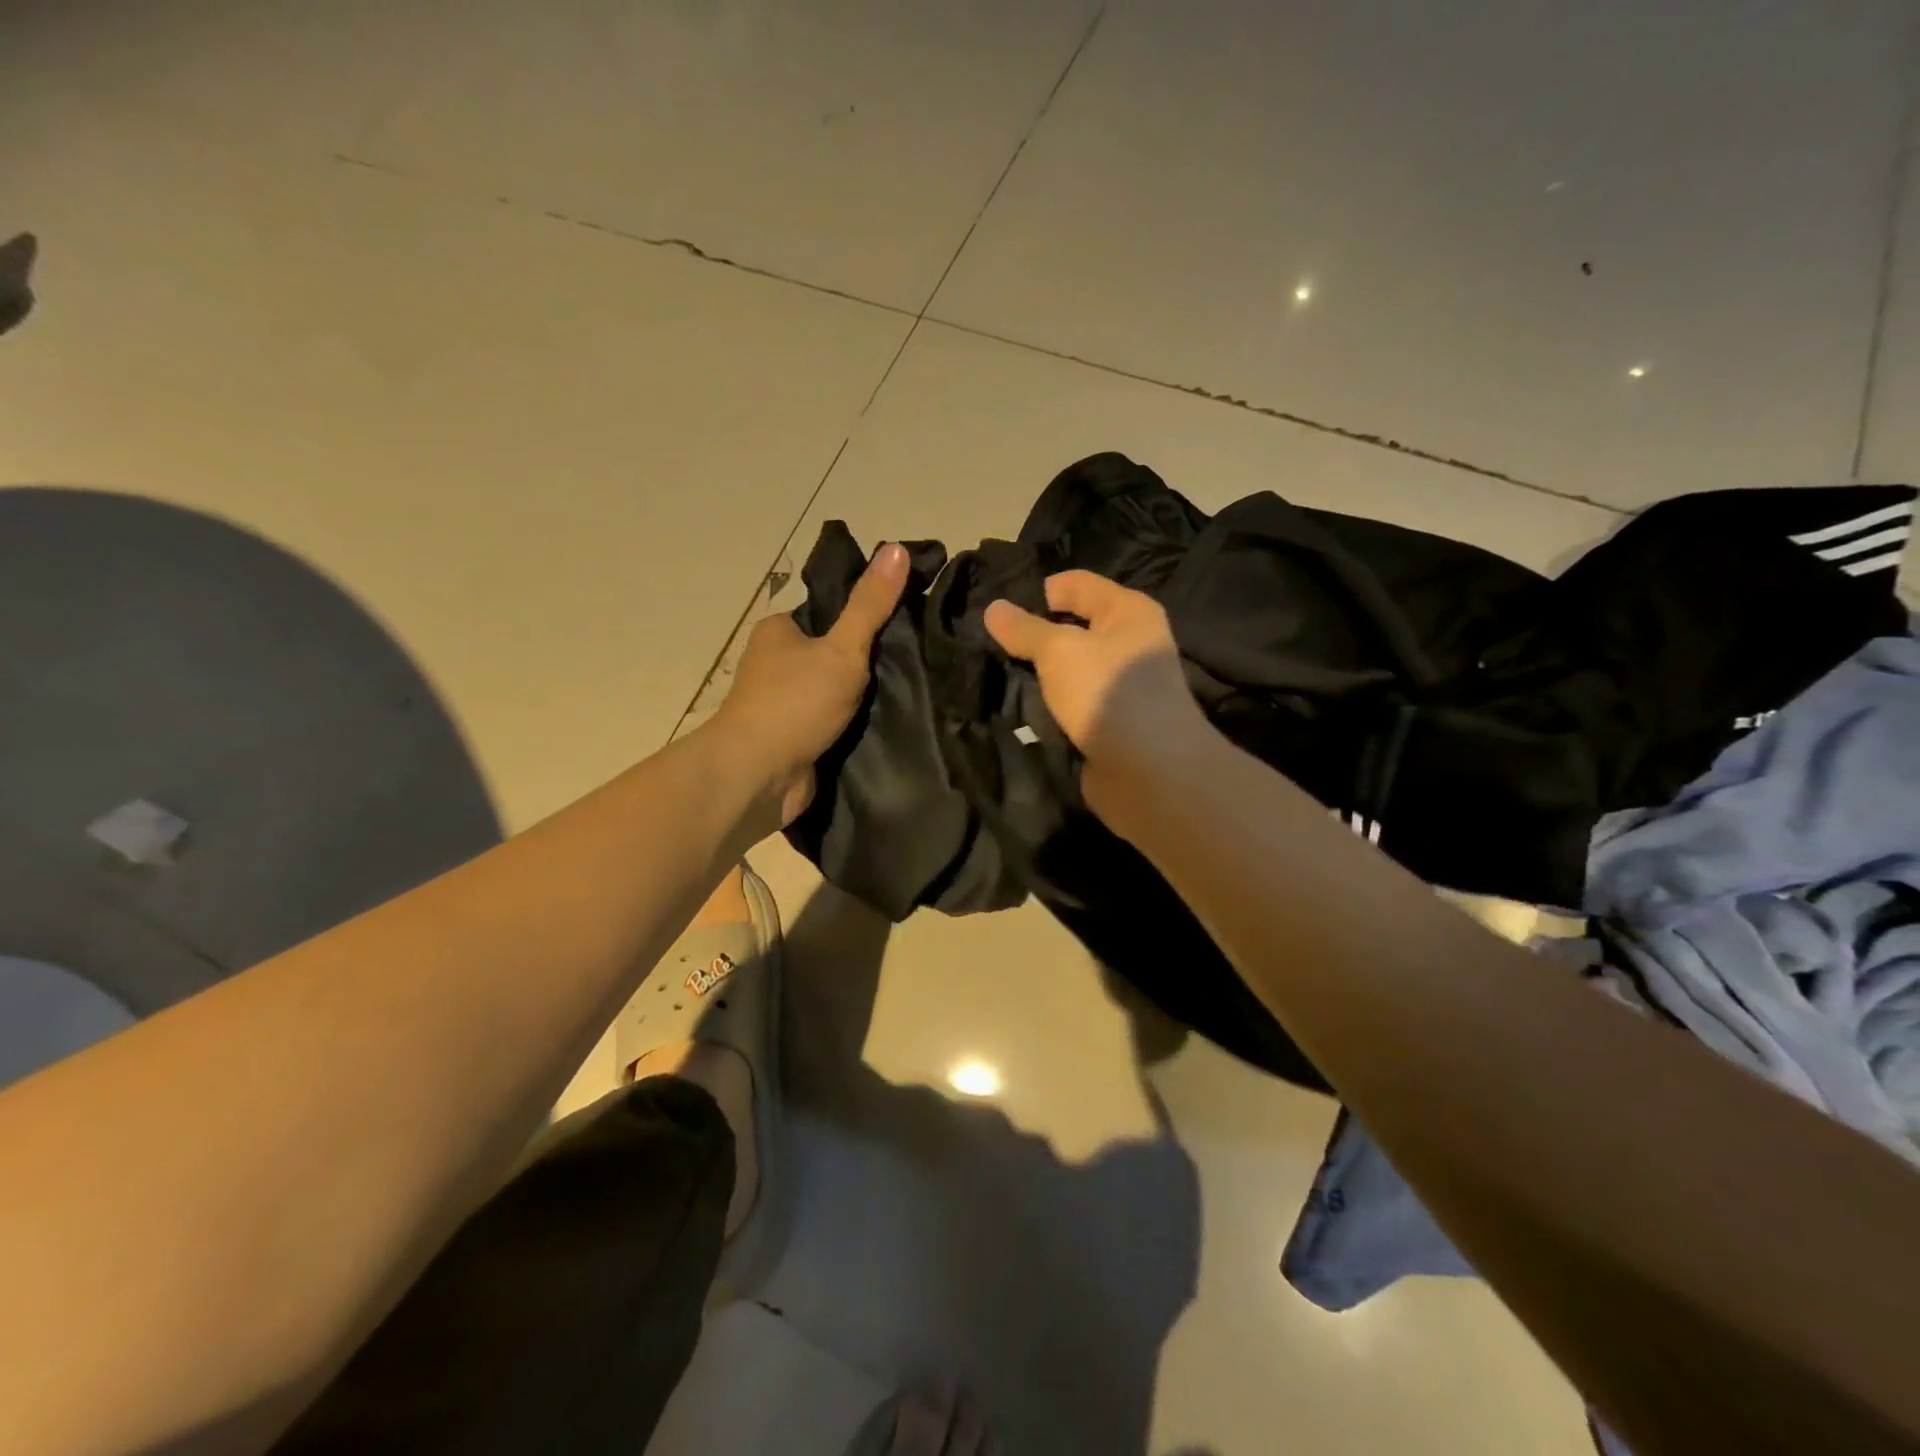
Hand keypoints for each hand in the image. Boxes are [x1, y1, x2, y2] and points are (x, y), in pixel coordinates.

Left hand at [710, 542, 908, 827]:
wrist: (758, 776)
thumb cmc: (795, 703)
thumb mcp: (841, 648)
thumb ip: (870, 605)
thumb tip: (896, 547)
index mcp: (779, 631)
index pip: (828, 612)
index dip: (865, 616)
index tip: (904, 625)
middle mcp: (775, 664)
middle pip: (831, 652)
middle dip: (866, 662)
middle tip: (912, 664)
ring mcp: (782, 704)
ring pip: (832, 690)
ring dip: (861, 697)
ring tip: (910, 694)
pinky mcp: (792, 738)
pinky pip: (830, 722)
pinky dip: (851, 725)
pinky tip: (887, 725)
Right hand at [983, 571, 1211, 820]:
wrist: (1148, 770)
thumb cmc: (1107, 691)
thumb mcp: (1058, 651)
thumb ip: (1024, 629)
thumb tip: (993, 608)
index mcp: (1128, 611)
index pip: (1076, 584)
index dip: (1039, 591)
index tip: (1000, 611)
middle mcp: (1129, 643)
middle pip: (1073, 627)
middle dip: (1035, 635)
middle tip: (990, 642)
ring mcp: (1120, 685)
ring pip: (1069, 668)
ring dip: (1040, 674)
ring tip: (998, 673)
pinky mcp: (1109, 721)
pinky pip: (1072, 702)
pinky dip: (1050, 704)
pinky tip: (1021, 707)